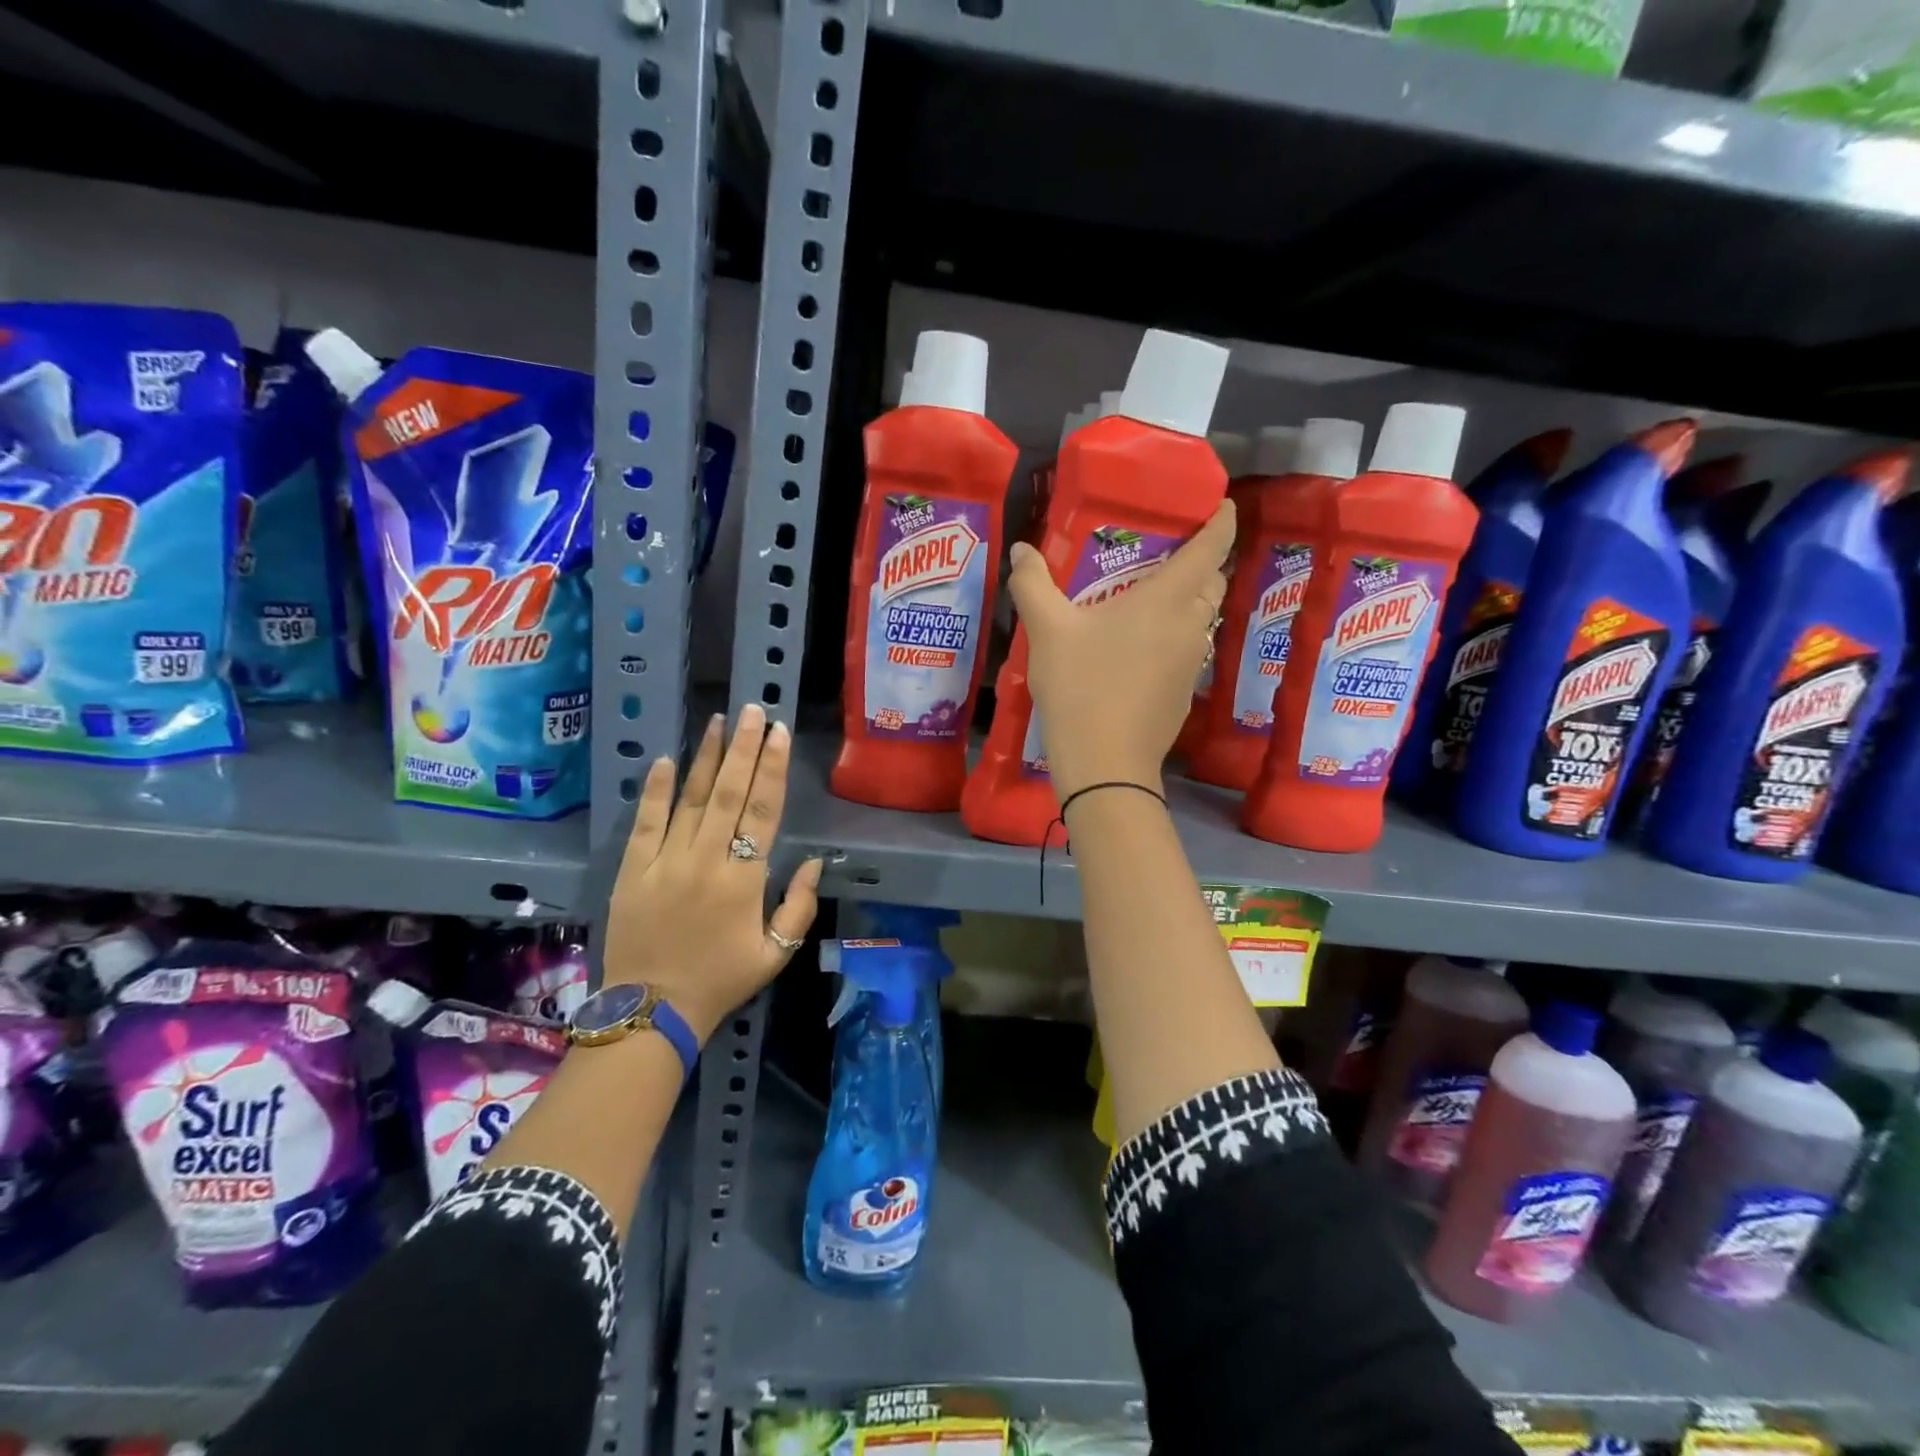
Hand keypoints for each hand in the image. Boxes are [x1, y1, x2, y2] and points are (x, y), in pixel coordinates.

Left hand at [603, 703, 822, 1041]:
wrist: (651, 1011)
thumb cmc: (721, 981)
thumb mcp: (776, 954)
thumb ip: (799, 906)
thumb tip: (815, 861)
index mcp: (744, 879)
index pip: (763, 811)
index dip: (773, 769)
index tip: (780, 733)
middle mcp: (706, 860)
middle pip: (729, 793)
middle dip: (745, 749)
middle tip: (754, 710)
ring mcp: (665, 861)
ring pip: (689, 798)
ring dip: (707, 758)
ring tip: (720, 721)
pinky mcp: (633, 870)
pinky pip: (645, 822)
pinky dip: (655, 790)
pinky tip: (665, 760)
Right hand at [1008, 501, 1234, 799]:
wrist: (1105, 763)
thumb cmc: (1080, 686)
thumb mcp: (1048, 631)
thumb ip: (1033, 584)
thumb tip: (1021, 550)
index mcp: (1167, 599)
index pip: (1213, 548)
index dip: (1222, 521)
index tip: (1221, 504)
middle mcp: (1191, 626)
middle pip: (1212, 583)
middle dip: (1201, 562)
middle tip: (1167, 553)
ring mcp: (1191, 663)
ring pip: (1202, 619)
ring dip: (1188, 601)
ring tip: (1149, 596)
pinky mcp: (1184, 693)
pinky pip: (1189, 650)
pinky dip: (1175, 636)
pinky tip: (1138, 648)